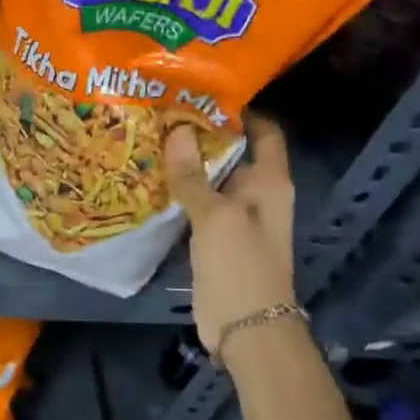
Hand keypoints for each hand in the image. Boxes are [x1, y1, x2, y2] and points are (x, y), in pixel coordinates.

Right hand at [166, 114, 296, 351]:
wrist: (245, 327)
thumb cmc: (241, 265)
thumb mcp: (216, 216)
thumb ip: (193, 175)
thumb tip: (176, 130)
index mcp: (270, 182)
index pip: (264, 132)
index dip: (241, 110)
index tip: (202, 92)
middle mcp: (255, 193)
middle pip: (231, 151)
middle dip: (201, 133)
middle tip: (161, 110)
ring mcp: (233, 216)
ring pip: (209, 178)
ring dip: (185, 162)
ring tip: (149, 136)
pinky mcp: (213, 236)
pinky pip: (196, 203)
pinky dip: (178, 190)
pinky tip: (149, 177)